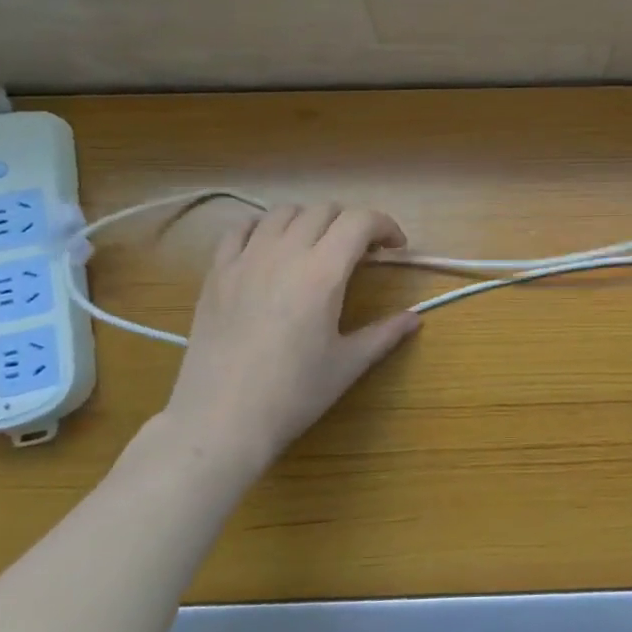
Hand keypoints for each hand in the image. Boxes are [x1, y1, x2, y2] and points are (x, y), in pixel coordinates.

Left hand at [153, 201, 418, 481]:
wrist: (221, 420)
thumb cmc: (293, 395)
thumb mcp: (347, 365)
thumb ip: (384, 334)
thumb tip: (414, 318)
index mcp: (322, 273)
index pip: (360, 221)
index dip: (385, 225)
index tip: (395, 248)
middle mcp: (284, 253)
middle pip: (324, 210)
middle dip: (351, 223)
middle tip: (361, 252)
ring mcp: (245, 259)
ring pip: (283, 213)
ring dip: (310, 220)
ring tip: (317, 247)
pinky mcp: (216, 273)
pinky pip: (240, 229)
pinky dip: (263, 228)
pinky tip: (270, 249)